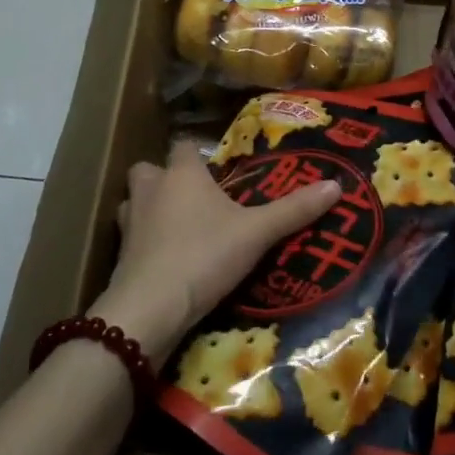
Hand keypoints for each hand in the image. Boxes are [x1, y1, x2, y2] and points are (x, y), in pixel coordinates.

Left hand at [88, 140, 340, 365]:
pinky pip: (132, 239)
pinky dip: (145, 244)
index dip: (197, 154)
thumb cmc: (204, 255)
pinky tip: (166, 261)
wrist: (150, 308)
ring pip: (136, 203)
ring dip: (151, 210)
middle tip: (193, 198)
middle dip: (165, 178)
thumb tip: (336, 185)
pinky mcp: (118, 256)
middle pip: (150, 170)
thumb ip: (294, 210)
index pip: (184, 146)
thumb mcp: (256, 233)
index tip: (215, 168)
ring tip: (178, 228)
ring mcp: (130, 223)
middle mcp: (151, 189)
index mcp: (181, 173)